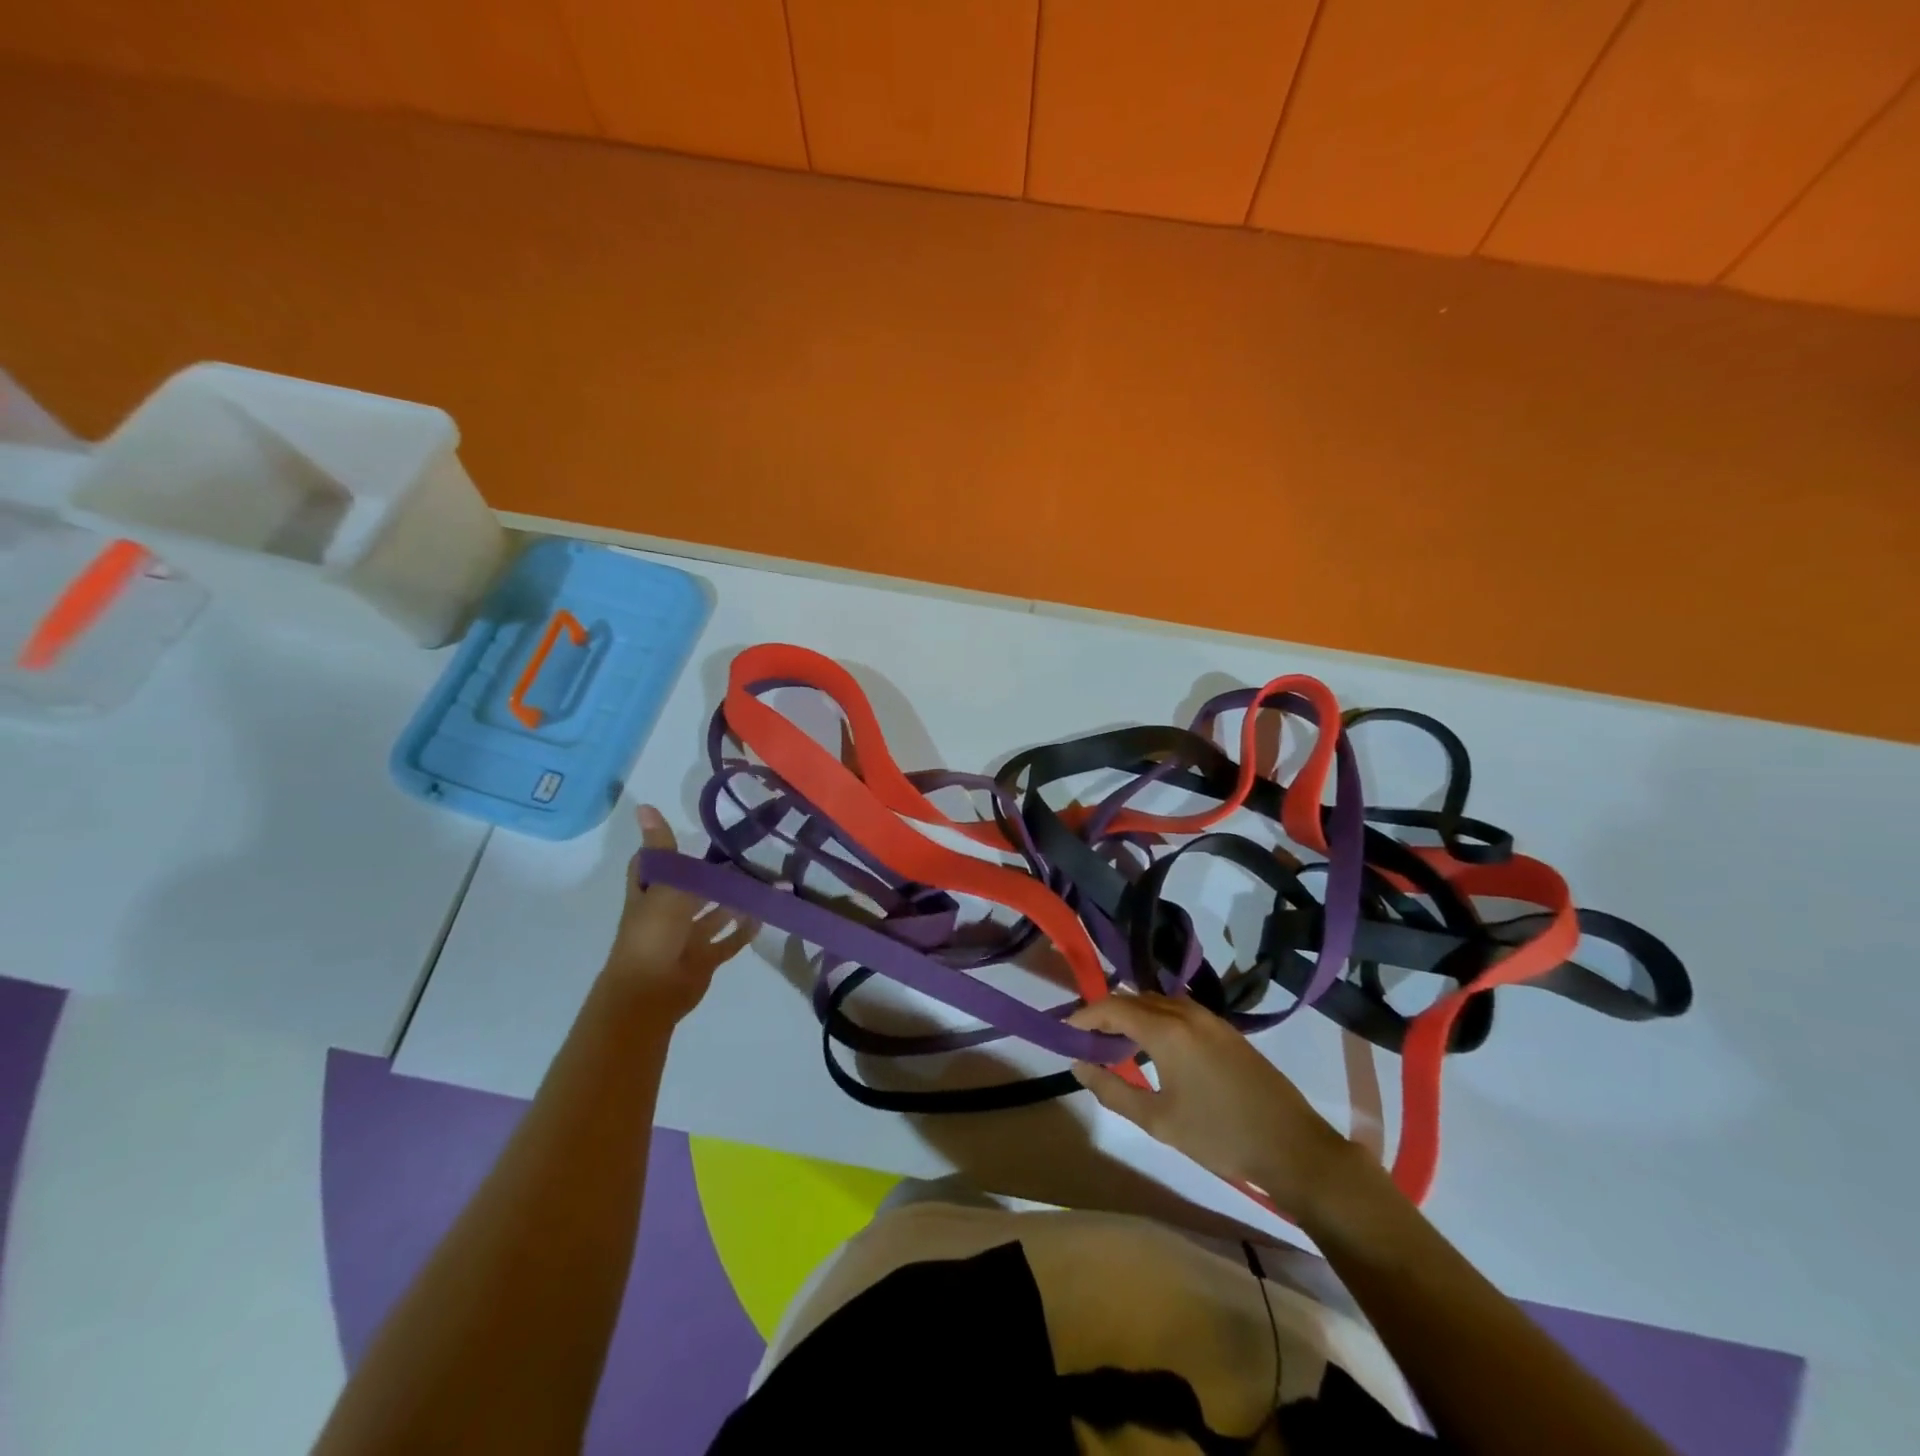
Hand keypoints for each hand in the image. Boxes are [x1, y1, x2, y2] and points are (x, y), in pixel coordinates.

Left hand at [604, 805, 757, 1021]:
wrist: (650, 993)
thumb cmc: (652, 934)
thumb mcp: (661, 885)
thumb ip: (662, 848)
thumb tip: (643, 805)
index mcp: (649, 893)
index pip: (654, 864)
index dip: (666, 848)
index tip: (692, 832)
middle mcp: (666, 913)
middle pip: (692, 888)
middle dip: (715, 875)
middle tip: (750, 856)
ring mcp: (685, 938)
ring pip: (714, 914)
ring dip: (735, 902)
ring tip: (764, 883)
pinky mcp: (703, 959)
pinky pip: (727, 942)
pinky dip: (743, 931)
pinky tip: (763, 917)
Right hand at [1068, 993, 1358, 1221]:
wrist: (1293, 1146)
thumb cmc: (1219, 1135)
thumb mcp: (1158, 1120)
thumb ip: (1113, 1089)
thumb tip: (1079, 1065)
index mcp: (1166, 1029)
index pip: (1113, 1007)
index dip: (1085, 1015)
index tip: (1065, 1030)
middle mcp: (1186, 1012)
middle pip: (1135, 999)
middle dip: (1106, 1012)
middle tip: (1087, 1038)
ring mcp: (1210, 1018)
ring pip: (1158, 1002)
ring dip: (1133, 1014)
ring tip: (1116, 1043)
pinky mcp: (1226, 1030)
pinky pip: (1179, 1010)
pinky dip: (1156, 1018)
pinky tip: (1154, 1047)